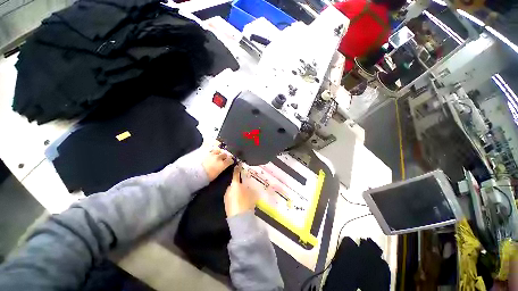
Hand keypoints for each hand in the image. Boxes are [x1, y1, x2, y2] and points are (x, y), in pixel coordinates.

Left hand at [202, 147, 233, 180]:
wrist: (193, 173)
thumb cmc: (205, 178)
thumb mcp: (216, 175)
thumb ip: (220, 169)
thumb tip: (222, 167)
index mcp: (222, 164)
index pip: (230, 160)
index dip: (231, 161)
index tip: (231, 161)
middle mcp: (218, 158)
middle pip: (225, 154)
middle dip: (225, 155)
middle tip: (224, 157)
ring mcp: (211, 153)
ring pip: (218, 150)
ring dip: (219, 151)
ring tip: (218, 153)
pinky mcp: (205, 151)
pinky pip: (210, 148)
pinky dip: (212, 150)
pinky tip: (211, 151)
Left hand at [224, 164, 258, 216]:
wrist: (240, 218)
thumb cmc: (247, 203)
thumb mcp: (251, 193)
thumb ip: (248, 187)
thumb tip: (246, 184)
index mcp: (235, 184)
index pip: (235, 174)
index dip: (237, 169)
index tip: (238, 165)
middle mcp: (229, 188)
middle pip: (233, 182)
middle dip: (238, 182)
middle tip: (244, 183)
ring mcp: (226, 196)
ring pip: (232, 189)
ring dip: (236, 189)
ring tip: (242, 193)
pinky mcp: (225, 202)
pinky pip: (230, 196)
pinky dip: (234, 195)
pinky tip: (239, 200)